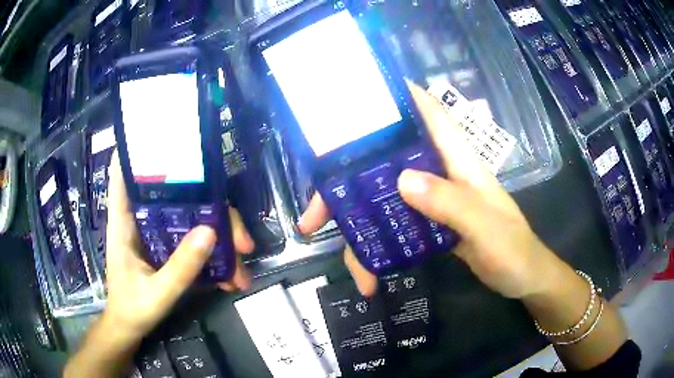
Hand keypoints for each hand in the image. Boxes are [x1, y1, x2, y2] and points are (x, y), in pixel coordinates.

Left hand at [103, 152, 254, 345]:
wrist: (130, 327)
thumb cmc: (133, 308)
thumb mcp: (157, 293)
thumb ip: (181, 267)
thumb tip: (210, 231)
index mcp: (125, 220)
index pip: (125, 172)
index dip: (140, 148)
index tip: (167, 135)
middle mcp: (142, 219)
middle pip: (179, 196)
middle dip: (214, 211)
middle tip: (242, 241)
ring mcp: (157, 232)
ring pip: (193, 218)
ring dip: (221, 240)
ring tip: (241, 271)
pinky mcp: (167, 247)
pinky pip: (194, 240)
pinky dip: (214, 256)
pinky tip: (229, 277)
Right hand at [299, 82, 555, 298]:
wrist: (523, 278)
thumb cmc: (513, 250)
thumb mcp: (487, 228)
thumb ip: (452, 203)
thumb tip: (401, 179)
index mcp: (459, 161)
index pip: (430, 114)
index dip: (400, 96)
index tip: (360, 92)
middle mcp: (441, 174)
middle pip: (389, 162)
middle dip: (349, 181)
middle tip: (314, 209)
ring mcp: (434, 201)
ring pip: (386, 198)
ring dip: (359, 225)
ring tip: (341, 256)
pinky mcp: (431, 224)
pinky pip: (396, 225)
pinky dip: (378, 245)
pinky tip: (368, 269)